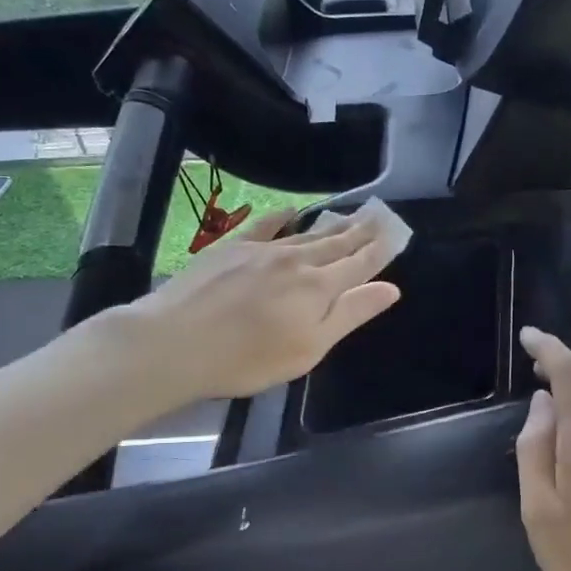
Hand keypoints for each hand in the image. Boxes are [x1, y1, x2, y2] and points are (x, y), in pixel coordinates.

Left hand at [103, 208, 401, 401]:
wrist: (175, 342)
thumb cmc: (248, 359)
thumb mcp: (309, 348)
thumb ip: (350, 314)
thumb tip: (390, 288)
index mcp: (319, 288)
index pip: (359, 264)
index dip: (380, 250)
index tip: (396, 234)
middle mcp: (296, 261)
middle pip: (336, 243)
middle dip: (361, 232)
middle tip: (380, 216)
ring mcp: (262, 251)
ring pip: (306, 234)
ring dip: (332, 224)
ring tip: (351, 215)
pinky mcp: (231, 248)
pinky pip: (265, 226)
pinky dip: (282, 217)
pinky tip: (292, 211)